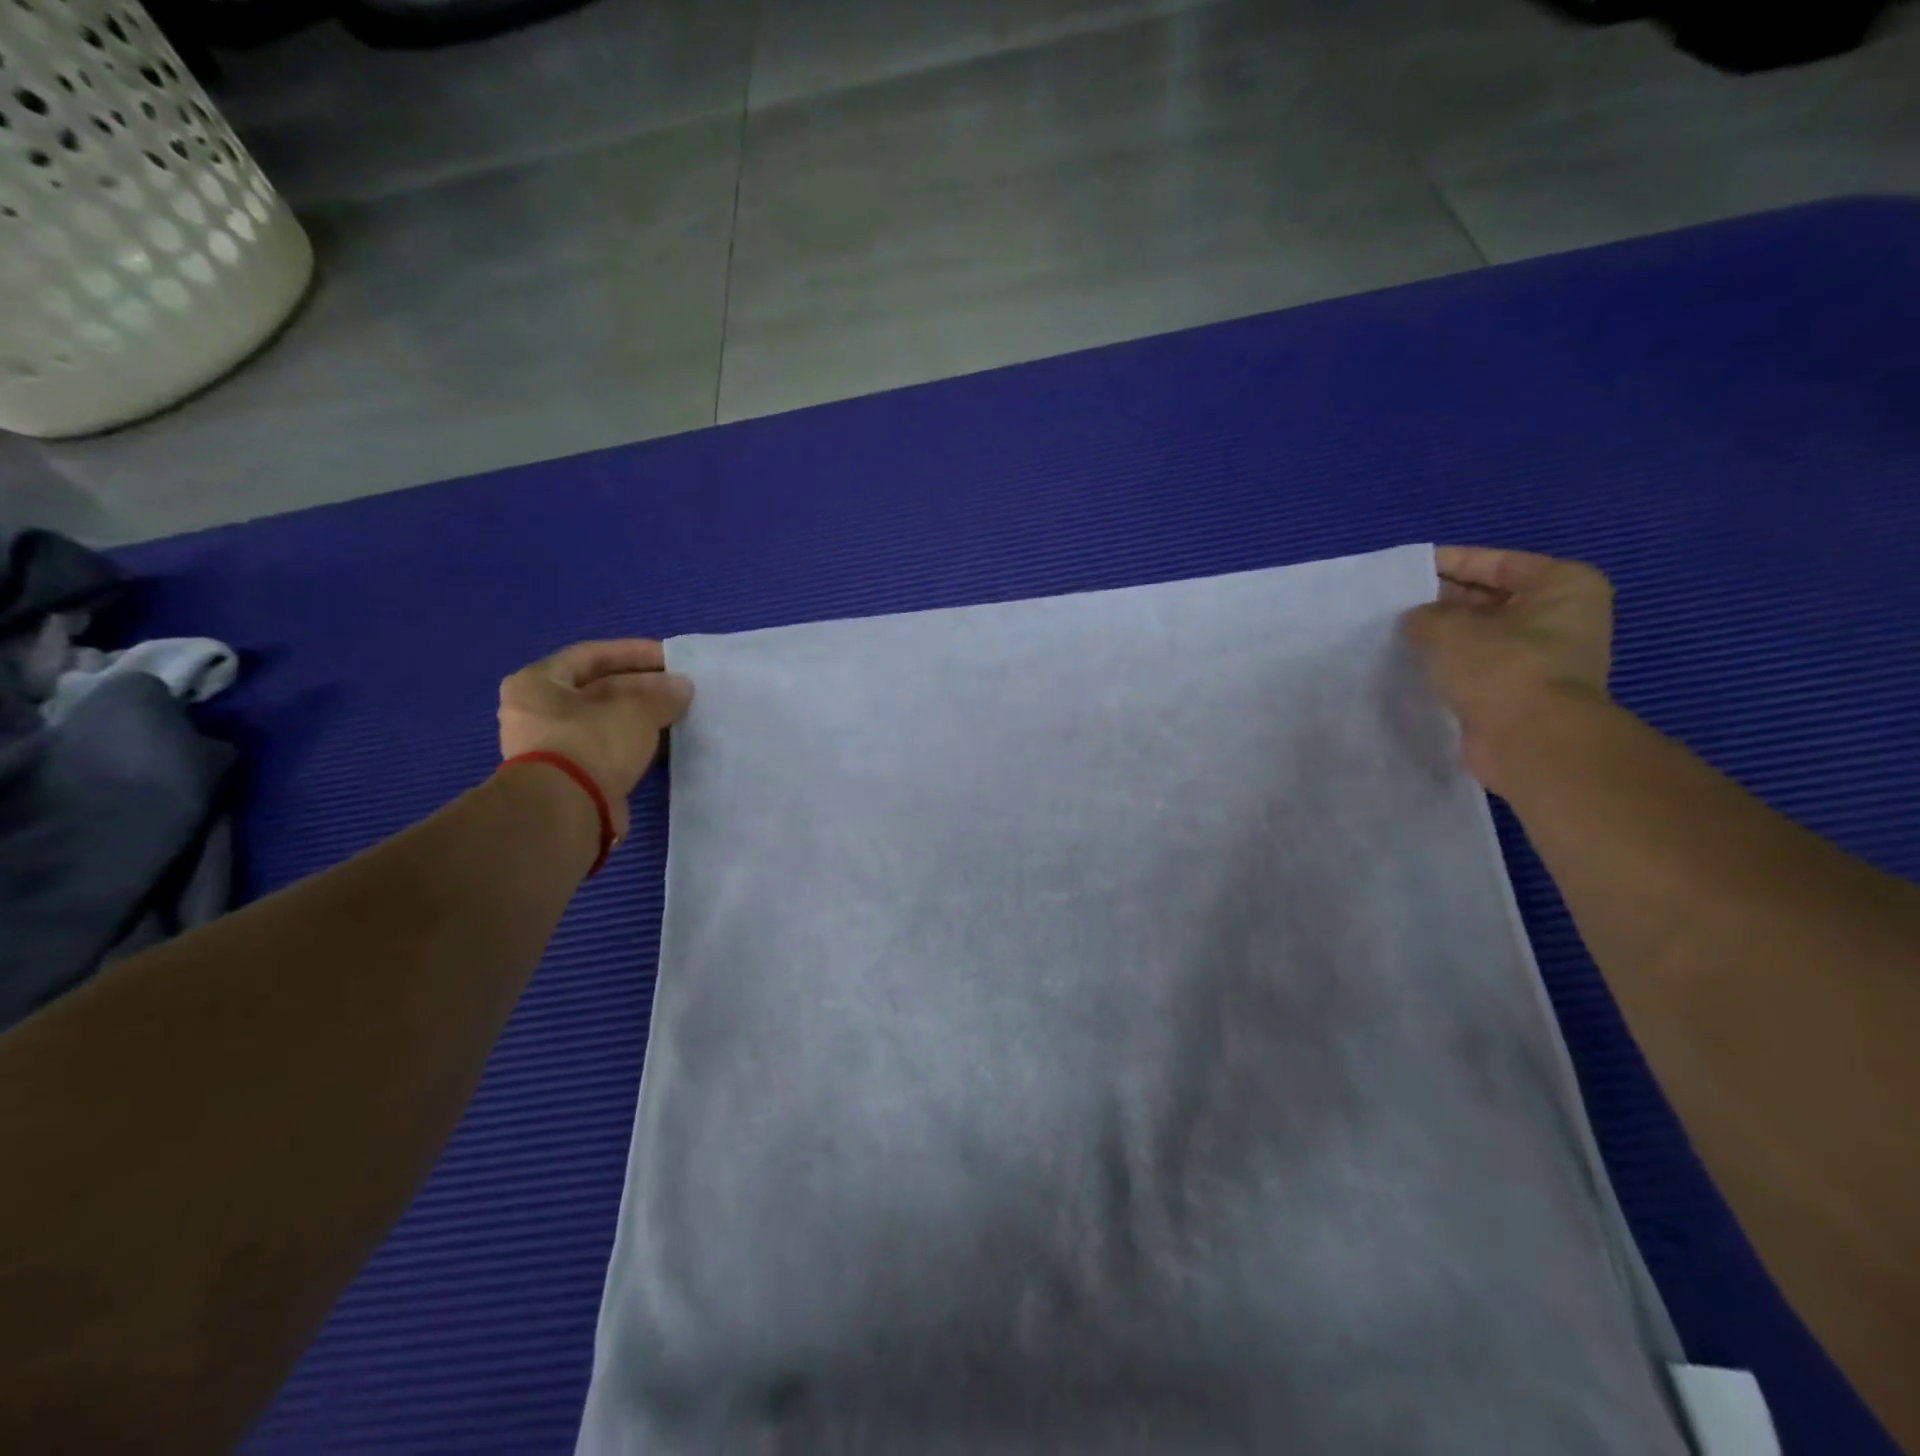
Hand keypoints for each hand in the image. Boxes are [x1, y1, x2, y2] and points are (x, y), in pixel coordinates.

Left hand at [498, 640, 692, 838]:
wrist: (566, 811)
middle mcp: (539, 711)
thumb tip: (683, 687)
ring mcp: (555, 746)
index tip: (671, 657)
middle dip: (645, 687)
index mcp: (539, 682)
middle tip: (682, 689)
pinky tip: (669, 742)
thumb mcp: (636, 710)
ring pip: (608, 721)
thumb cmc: (591, 742)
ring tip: (681, 713)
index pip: (592, 655)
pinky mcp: (574, 775)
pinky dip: (638, 743)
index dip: (635, 653)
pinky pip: (611, 748)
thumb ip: (662, 696)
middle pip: (600, 689)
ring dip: (644, 717)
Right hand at [1401, 547, 1612, 792]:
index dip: (1447, 563)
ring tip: (1396, 632)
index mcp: (1562, 584)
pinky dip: (1451, 664)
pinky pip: (1480, 666)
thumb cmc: (1500, 667)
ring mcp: (1546, 657)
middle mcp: (1562, 616)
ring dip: (1444, 635)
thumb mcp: (1447, 627)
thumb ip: (1424, 614)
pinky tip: (1414, 664)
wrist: (1530, 740)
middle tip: (1394, 603)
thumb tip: (1417, 620)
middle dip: (1443, 600)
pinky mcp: (1524, 691)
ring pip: (1482, 634)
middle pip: (1490, 597)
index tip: (1404, 570)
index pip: (1495, 562)